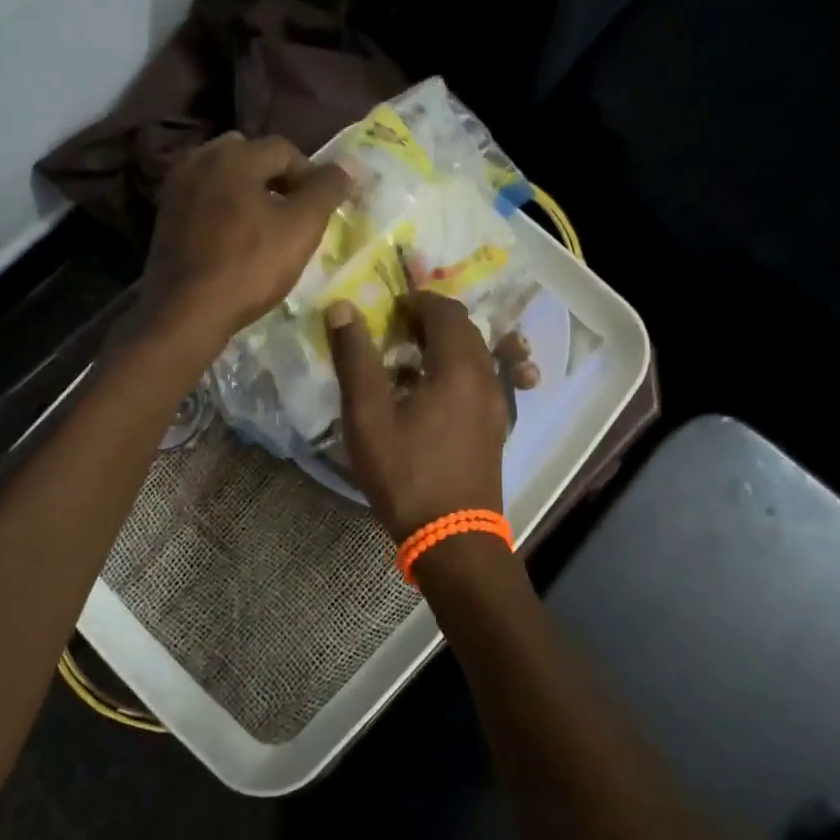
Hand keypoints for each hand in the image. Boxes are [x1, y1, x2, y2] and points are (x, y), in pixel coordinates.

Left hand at [141, 132, 351, 356]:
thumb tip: (350, 164)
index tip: (321, 209)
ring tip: (267, 227)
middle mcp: (199, 159)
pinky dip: (225, 208)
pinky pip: (205, 198)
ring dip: (250, 193)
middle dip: (277, 180)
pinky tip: (236, 238)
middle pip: (251, 156)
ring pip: (226, 177)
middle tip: (294, 214)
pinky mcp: (165, 214)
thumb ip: (327, 189)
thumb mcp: (301, 227)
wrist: (185, 313)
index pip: (285, 150)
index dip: (311, 175)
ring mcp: (176, 187)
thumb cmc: (249, 266)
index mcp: (233, 154)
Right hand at [326, 292, 508, 541]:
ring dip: (443, 346)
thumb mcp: (368, 414)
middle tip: (394, 330)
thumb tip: (342, 308)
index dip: (417, 301)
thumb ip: (355, 357)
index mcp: (458, 366)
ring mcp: (497, 404)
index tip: (389, 309)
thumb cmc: (406, 472)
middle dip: (430, 321)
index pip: (446, 310)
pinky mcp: (495, 427)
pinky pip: (479, 381)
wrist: (453, 538)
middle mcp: (486, 377)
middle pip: (464, 329)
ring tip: (405, 362)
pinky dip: (455, 372)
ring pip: (474, 356)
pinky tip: (426, 397)